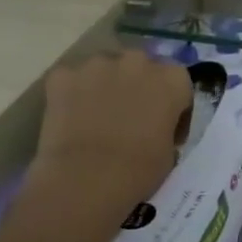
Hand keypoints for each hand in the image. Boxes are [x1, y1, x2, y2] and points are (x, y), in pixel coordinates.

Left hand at [19, 49, 193, 229]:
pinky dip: (72, 93)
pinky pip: (71, 79)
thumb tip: (154, 127)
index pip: (178, 82)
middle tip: (131, 116)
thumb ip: (166, 126)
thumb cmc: (139, 169)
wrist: (86, 179)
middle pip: (141, 66)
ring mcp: (97, 66)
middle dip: (138, 85)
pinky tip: (71, 116)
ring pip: (105, 69)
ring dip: (105, 85)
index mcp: (172, 79)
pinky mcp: (63, 76)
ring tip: (98, 115)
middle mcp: (138, 62)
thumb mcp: (170, 149)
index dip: (172, 103)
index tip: (165, 125)